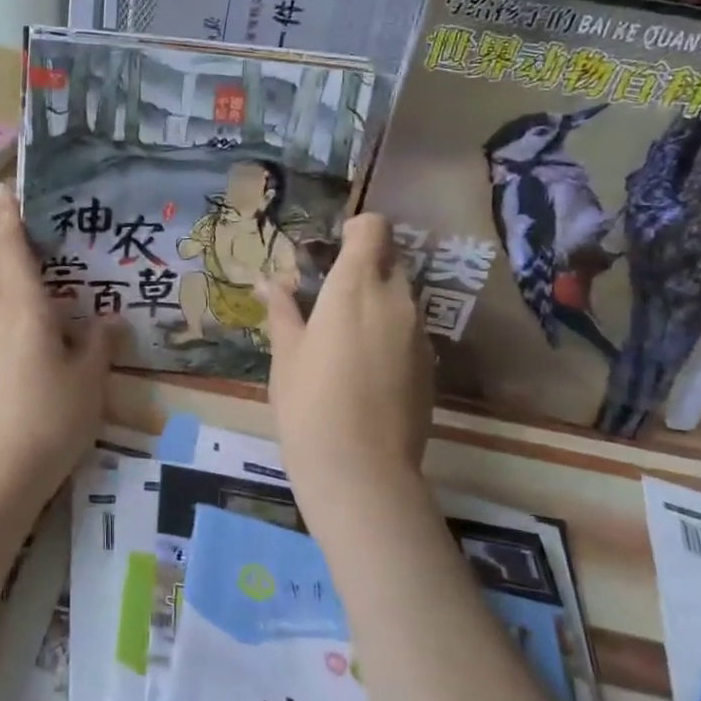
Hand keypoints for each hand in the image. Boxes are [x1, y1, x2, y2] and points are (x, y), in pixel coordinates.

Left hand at [0, 184, 115, 507]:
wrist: (1, 472)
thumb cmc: (51, 418)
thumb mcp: (89, 379)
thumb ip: (98, 343)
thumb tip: (109, 318)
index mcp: (26, 310)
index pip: (14, 251)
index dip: (10, 217)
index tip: (5, 187)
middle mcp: (1, 317)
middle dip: (5, 238)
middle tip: (26, 219)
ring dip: (4, 265)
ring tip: (31, 257)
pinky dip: (8, 294)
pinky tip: (32, 310)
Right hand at [266, 214, 432, 516]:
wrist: (360, 471)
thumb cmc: (308, 404)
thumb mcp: (285, 354)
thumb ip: (283, 310)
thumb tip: (270, 281)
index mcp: (355, 287)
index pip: (374, 228)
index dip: (356, 230)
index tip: (331, 252)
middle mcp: (396, 300)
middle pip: (390, 260)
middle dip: (364, 267)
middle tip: (329, 296)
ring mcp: (419, 334)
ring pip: (401, 297)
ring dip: (377, 301)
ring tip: (344, 337)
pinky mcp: (430, 366)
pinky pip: (409, 331)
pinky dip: (390, 333)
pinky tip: (365, 370)